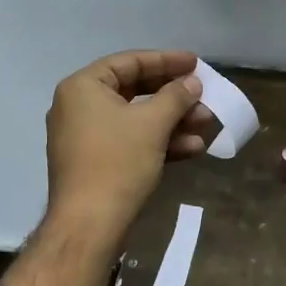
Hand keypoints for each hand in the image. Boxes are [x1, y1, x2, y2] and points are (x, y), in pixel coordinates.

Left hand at [45, 49, 212, 233]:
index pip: (130, 62)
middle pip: (135, 90)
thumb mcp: (153, 124)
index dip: (166, 61)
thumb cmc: (117, 162)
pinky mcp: (96, 162)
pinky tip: (193, 149)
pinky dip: (159, 142)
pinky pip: (131, 141)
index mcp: (83, 88)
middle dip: (174, 96)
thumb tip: (192, 83)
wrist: (89, 225)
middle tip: (203, 95)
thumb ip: (176, 97)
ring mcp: (86, 137)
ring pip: (137, 119)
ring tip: (206, 124)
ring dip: (173, 121)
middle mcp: (79, 107)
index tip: (195, 63)